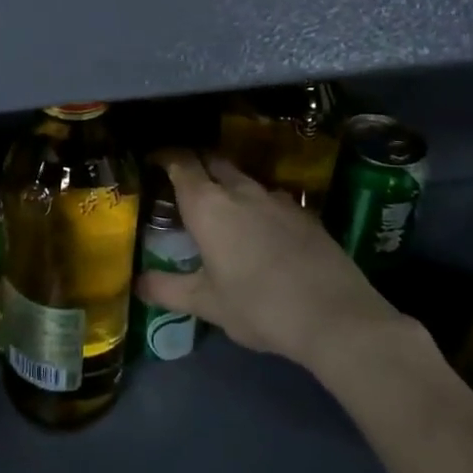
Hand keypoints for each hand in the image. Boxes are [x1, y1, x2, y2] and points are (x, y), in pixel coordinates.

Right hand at [137, 150, 404, 370]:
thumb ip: (167, 289)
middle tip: (182, 179)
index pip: (181, 163)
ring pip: (243, 177)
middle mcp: (240, 190)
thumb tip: (137, 284)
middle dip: (196, 162)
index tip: (153, 159)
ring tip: (220, 204)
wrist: (335, 316)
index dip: (165, 156)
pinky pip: (270, 196)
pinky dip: (256, 203)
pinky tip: (260, 227)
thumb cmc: (258, 307)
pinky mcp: (303, 211)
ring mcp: (276, 197)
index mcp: (208, 205)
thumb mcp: (206, 303)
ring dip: (227, 183)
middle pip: (212, 160)